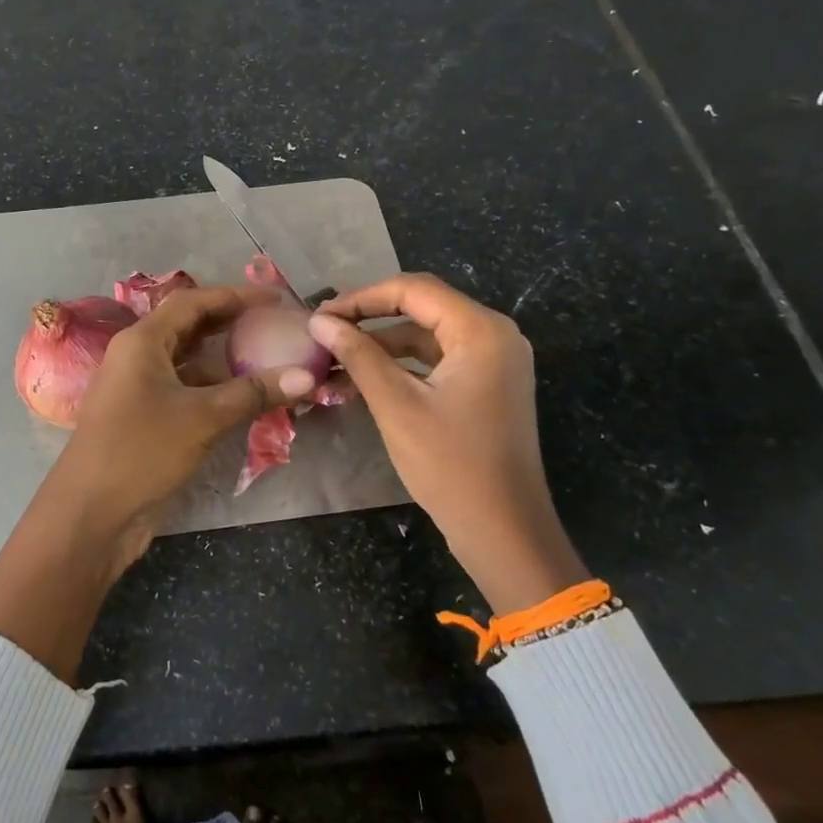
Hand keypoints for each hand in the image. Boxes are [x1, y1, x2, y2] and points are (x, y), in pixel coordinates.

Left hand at [0, 285, 315, 681]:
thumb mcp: (202, 418)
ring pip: (189, 362)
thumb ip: (253, 393)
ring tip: (270, 360)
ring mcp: (139, 389)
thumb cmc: (141, 451)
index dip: (235, 296)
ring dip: (226, 361)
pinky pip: (186, 391)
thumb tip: (307, 377)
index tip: (275, 299)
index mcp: (142, 341)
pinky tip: (247, 399)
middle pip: (189, 327)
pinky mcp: (145, 419)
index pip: (192, 302)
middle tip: (275, 325)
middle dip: (231, 324)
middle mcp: (138, 357)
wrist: (91, 514)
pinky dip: (215, 390)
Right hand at [307, 274, 586, 612]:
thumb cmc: (450, 465)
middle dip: (369, 319)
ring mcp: (494, 362)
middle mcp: (495, 336)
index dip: (361, 298)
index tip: (319, 316)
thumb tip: (318, 322)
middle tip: (323, 333)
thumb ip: (358, 355)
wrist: (503, 531)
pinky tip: (363, 381)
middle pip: (421, 308)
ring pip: (426, 336)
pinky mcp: (487, 386)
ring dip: (381, 346)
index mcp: (481, 331)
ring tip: (334, 361)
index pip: (413, 290)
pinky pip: (437, 361)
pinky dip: (401, 367)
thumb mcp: (396, 405)